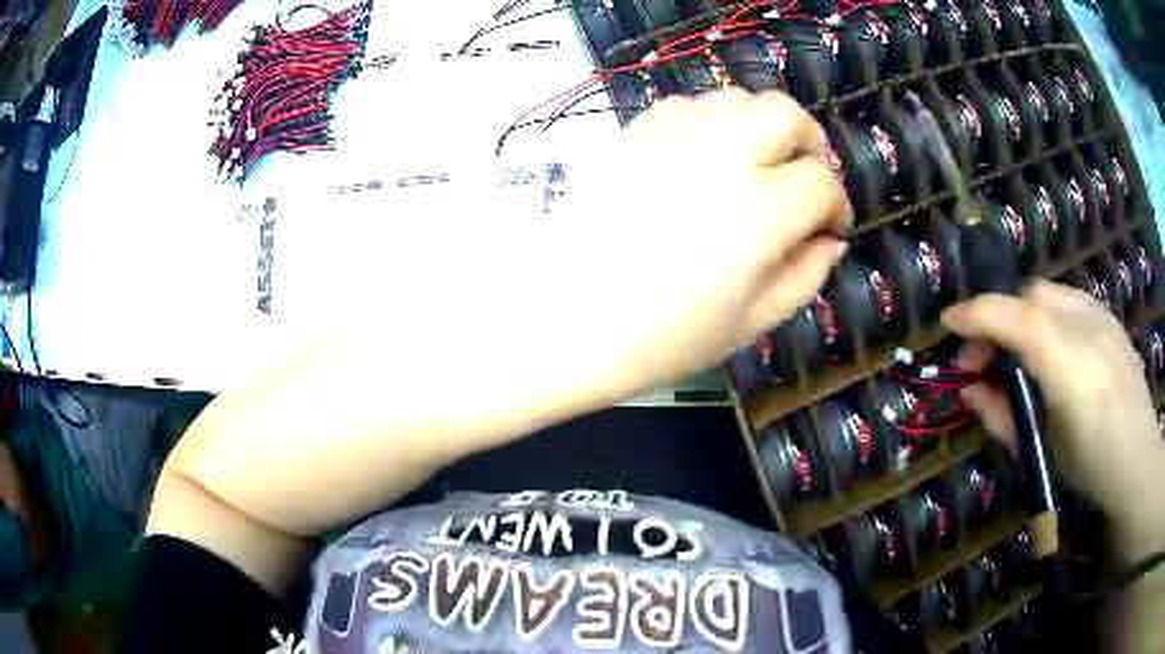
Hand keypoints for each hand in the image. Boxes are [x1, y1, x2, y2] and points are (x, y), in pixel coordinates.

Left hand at [554, 90, 850, 393]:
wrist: (562, 319)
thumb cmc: (659, 338)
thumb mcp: (750, 323)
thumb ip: (805, 277)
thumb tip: (830, 242)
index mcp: (761, 208)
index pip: (821, 182)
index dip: (835, 206)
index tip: (829, 228)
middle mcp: (722, 154)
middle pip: (786, 114)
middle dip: (808, 143)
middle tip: (803, 178)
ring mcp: (672, 135)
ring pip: (736, 99)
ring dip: (760, 127)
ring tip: (754, 166)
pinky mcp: (633, 132)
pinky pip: (687, 106)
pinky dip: (710, 123)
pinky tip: (703, 160)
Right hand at [941, 280, 1164, 530]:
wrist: (1138, 458)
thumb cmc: (1089, 467)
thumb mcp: (1041, 450)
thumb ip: (1002, 415)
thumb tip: (969, 388)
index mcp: (1068, 368)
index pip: (1014, 317)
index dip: (975, 314)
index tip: (949, 325)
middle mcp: (1085, 327)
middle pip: (1028, 298)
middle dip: (1000, 319)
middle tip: (988, 359)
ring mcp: (1101, 316)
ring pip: (1048, 294)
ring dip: (1023, 316)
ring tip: (1021, 354)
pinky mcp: (1109, 316)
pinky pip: (1069, 300)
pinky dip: (1048, 315)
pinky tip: (1053, 348)